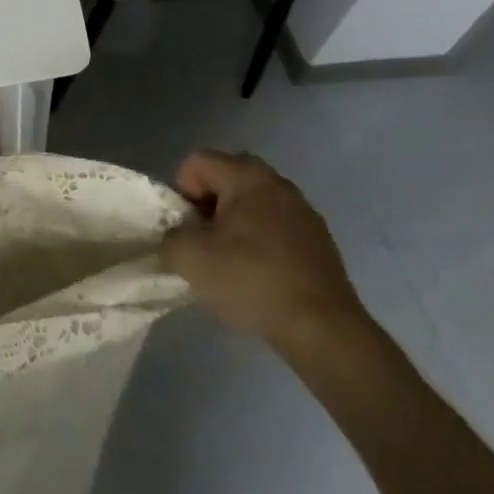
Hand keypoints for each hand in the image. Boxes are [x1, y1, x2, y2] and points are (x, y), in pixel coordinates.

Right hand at [163, 150, 366, 348]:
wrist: (323, 331)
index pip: (196, 162)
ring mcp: (304, 212)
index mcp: (248, 175)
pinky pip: (276, 228)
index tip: (188, 230)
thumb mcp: (189, 257)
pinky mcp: (320, 242)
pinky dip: (261, 244)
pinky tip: (260, 278)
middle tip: (205, 244)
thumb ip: (170, 235)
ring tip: (231, 265)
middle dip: (207, 208)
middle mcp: (278, 183)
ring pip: (252, 205)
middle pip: (225, 179)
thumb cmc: (251, 281)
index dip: (181, 193)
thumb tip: (178, 235)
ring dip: (234, 226)